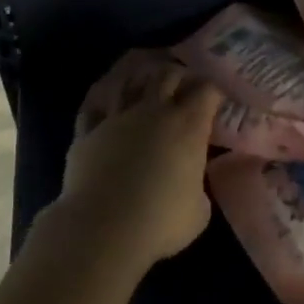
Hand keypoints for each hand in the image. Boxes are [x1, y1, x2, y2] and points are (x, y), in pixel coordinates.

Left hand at [53, 54, 221, 266]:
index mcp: (188, 125)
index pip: (207, 90)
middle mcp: (153, 111)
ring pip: (130, 80)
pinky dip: (104, 97)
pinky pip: (94, 104)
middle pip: (168, 74)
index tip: (217, 97)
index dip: (214, 89)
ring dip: (141, 77)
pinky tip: (107, 97)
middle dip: (179, 75)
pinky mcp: (87, 131)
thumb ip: (198, 184)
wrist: (103, 229)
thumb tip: (191, 178)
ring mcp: (116, 117)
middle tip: (183, 84)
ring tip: (146, 80)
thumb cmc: (161, 221)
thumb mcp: (200, 209)